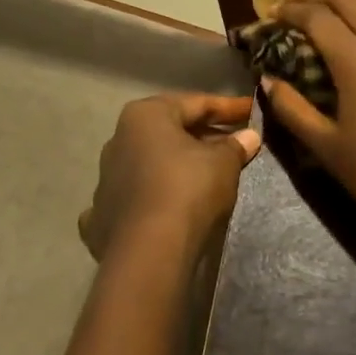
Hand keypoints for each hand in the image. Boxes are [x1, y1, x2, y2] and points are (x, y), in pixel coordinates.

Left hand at [79, 93, 261, 263]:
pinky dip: (156, 193)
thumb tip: (249, 137)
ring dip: (178, 164)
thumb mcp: (223, 163)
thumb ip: (235, 146)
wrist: (149, 251)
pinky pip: (136, 194)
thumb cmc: (188, 189)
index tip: (252, 111)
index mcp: (145, 115)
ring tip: (209, 174)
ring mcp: (106, 178)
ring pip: (151, 162)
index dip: (228, 107)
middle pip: (170, 131)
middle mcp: (119, 139)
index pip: (195, 103)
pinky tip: (172, 202)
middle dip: (203, 136)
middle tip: (235, 142)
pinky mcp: (103, 214)